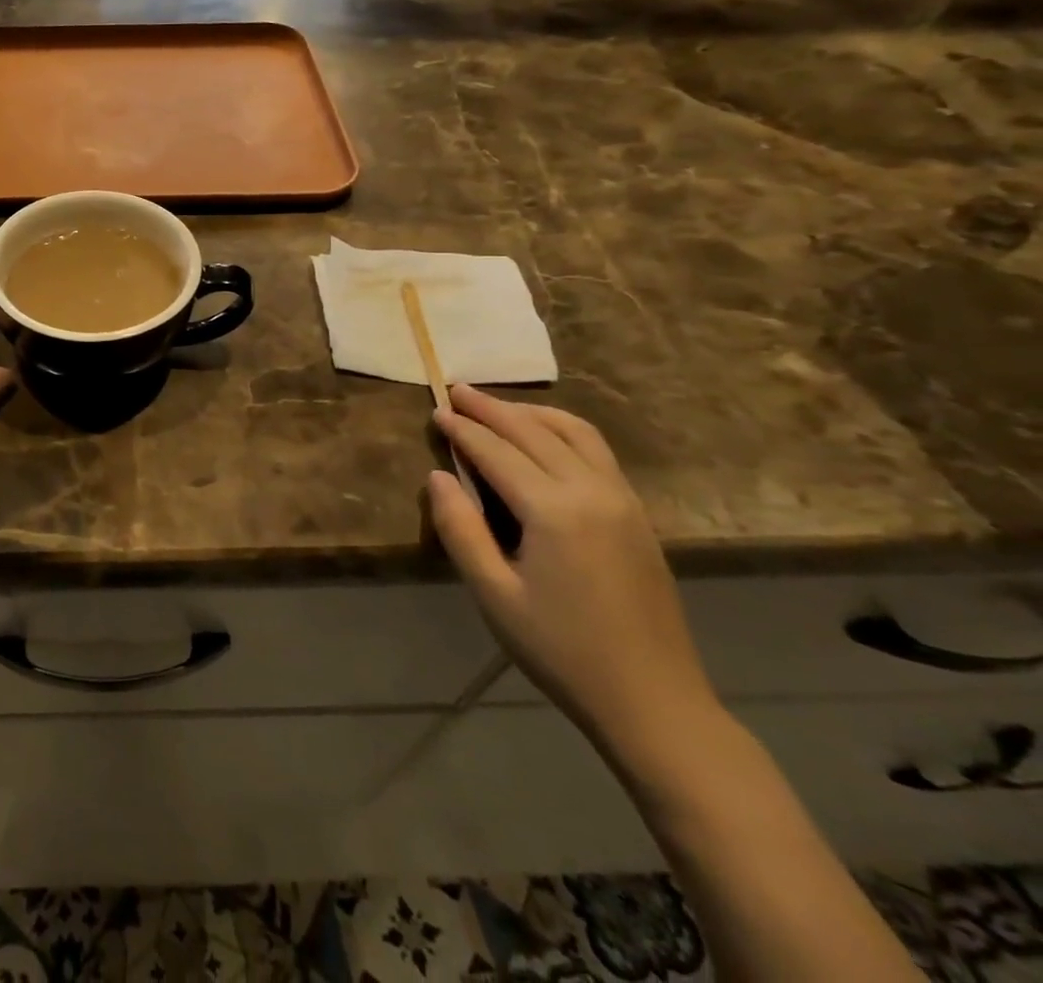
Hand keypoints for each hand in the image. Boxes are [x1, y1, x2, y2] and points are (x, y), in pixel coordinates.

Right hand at [427, 385, 719, 750]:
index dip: (463, 429)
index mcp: (554, 511)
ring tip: (496, 406)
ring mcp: (622, 500)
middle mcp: (592, 491)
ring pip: (574, 432)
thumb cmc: (562, 651)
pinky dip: (563, 430)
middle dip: (491, 408)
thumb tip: (438, 476)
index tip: (436, 409)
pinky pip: (597, 451)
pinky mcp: (637, 514)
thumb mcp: (495, 595)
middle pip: (534, 432)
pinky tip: (544, 436)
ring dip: (530, 413)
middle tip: (457, 389)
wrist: (655, 702)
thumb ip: (461, 529)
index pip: (497, 452)